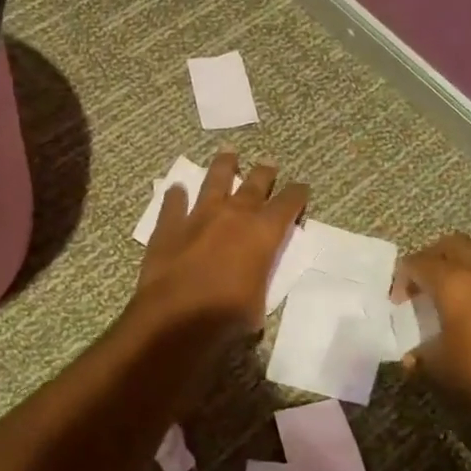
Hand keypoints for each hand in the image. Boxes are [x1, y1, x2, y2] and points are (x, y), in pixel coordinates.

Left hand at [133, 152, 307, 342]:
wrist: (176, 318)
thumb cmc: (227, 316)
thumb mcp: (259, 302)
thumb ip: (258, 279)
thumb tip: (251, 279)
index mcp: (263, 233)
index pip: (288, 204)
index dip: (297, 194)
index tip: (301, 187)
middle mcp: (233, 215)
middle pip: (254, 184)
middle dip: (264, 173)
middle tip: (269, 163)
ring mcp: (198, 216)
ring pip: (214, 181)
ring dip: (223, 166)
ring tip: (228, 153)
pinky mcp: (168, 227)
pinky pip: (173, 204)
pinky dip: (175, 196)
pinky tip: (176, 189)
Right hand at [393, 233, 470, 436]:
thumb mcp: (439, 370)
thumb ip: (420, 357)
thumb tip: (411, 358)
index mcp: (455, 283)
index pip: (419, 263)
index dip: (403, 278)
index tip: (399, 301)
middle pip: (452, 244)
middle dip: (432, 258)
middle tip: (424, 284)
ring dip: (465, 261)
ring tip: (456, 286)